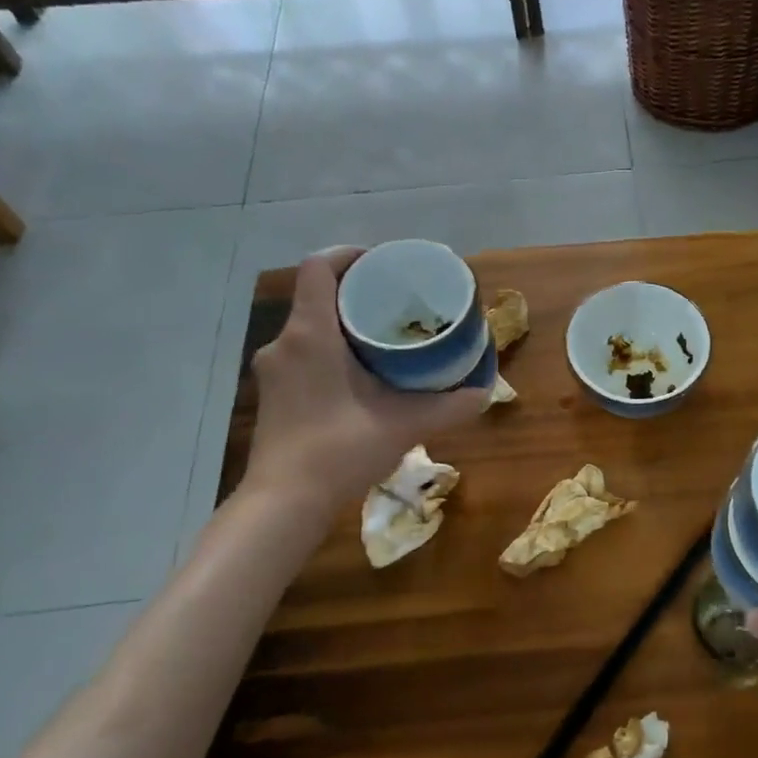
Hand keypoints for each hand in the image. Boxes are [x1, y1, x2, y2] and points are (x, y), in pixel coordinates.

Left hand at [244, 248, 488, 512]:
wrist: (285, 502)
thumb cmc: (340, 450)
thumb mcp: (404, 424)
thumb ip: (448, 406)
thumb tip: (484, 392)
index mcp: (311, 334)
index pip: (318, 267)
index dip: (349, 255)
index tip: (382, 264)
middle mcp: (285, 343)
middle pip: (317, 296)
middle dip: (357, 293)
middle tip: (397, 303)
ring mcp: (273, 370)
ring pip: (310, 328)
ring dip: (343, 325)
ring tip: (385, 338)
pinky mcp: (273, 394)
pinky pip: (303, 353)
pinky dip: (331, 351)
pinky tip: (360, 375)